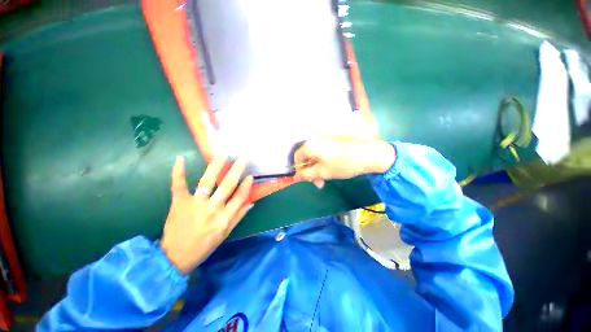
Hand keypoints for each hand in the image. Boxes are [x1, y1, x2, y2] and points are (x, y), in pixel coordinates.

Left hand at [160, 156, 253, 274]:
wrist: (175, 257)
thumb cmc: (204, 246)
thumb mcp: (225, 233)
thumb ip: (239, 216)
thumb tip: (252, 202)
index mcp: (224, 218)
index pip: (240, 197)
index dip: (247, 185)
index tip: (251, 176)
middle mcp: (212, 208)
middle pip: (227, 185)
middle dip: (236, 170)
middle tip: (242, 158)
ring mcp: (194, 204)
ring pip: (207, 181)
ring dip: (215, 166)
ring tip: (222, 155)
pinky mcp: (179, 202)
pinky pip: (178, 185)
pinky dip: (178, 172)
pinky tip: (180, 158)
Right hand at [294, 137, 395, 188]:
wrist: (368, 154)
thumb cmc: (343, 164)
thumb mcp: (322, 172)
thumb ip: (307, 174)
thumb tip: (296, 176)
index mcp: (311, 145)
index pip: (297, 157)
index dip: (299, 170)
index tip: (305, 179)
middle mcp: (316, 139)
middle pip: (307, 157)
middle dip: (310, 171)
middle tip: (318, 183)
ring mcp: (325, 139)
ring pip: (315, 156)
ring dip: (317, 169)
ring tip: (325, 180)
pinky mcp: (333, 141)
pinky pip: (323, 153)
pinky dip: (323, 163)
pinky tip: (330, 170)